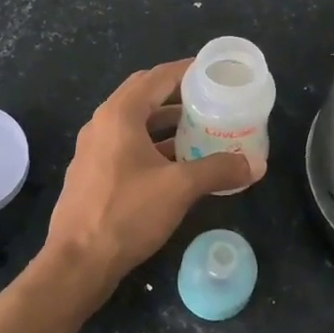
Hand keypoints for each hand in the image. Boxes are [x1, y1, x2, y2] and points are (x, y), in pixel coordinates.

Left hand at [43, 59, 259, 289]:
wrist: (78, 262)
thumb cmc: (127, 213)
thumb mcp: (180, 189)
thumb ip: (219, 170)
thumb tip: (256, 165)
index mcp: (119, 115)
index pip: (157, 77)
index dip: (187, 71)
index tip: (213, 72)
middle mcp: (102, 124)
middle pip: (144, 96)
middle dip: (177, 95)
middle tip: (210, 99)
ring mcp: (93, 150)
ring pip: (135, 124)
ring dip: (166, 123)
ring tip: (200, 130)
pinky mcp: (93, 174)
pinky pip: (127, 146)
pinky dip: (153, 145)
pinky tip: (177, 164)